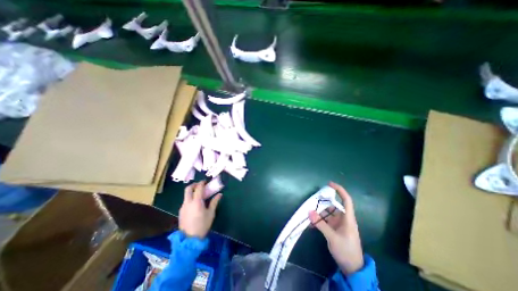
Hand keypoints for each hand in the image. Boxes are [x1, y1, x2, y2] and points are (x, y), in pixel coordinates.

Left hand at [179, 181, 220, 239]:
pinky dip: (190, 198)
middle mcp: (188, 202)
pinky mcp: (181, 212)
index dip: (202, 183)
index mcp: (196, 202)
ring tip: (199, 195)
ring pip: (186, 195)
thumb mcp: (211, 213)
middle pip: (188, 189)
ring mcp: (183, 207)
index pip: (198, 188)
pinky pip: (185, 201)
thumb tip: (219, 194)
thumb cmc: (202, 225)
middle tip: (200, 185)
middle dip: (194, 185)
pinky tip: (195, 204)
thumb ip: (214, 202)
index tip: (205, 181)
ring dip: (191, 192)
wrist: (189, 240)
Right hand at [307, 182, 363, 274]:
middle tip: (312, 201)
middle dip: (322, 203)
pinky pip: (324, 221)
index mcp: (348, 218)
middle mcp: (343, 219)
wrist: (352, 269)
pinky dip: (318, 221)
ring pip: (327, 214)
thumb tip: (309, 211)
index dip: (339, 190)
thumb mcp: (333, 237)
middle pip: (333, 206)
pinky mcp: (334, 229)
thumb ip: (320, 224)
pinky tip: (311, 224)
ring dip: (318, 213)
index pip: (346, 200)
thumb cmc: (346, 251)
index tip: (330, 184)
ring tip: (308, 213)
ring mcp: (338, 224)